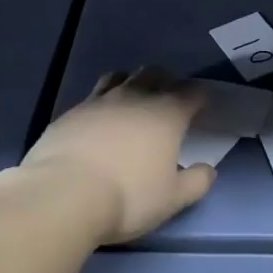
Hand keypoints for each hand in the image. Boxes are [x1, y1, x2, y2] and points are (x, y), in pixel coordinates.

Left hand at [15, 68, 214, 244]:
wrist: (64, 195)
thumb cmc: (129, 197)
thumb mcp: (173, 198)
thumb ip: (196, 182)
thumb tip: (208, 170)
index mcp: (166, 114)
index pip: (192, 92)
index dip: (200, 96)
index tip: (202, 106)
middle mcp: (134, 97)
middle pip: (154, 73)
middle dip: (165, 81)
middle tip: (168, 99)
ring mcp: (99, 101)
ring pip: (120, 76)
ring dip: (131, 82)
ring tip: (132, 99)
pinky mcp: (70, 112)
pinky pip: (92, 97)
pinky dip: (102, 102)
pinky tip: (99, 121)